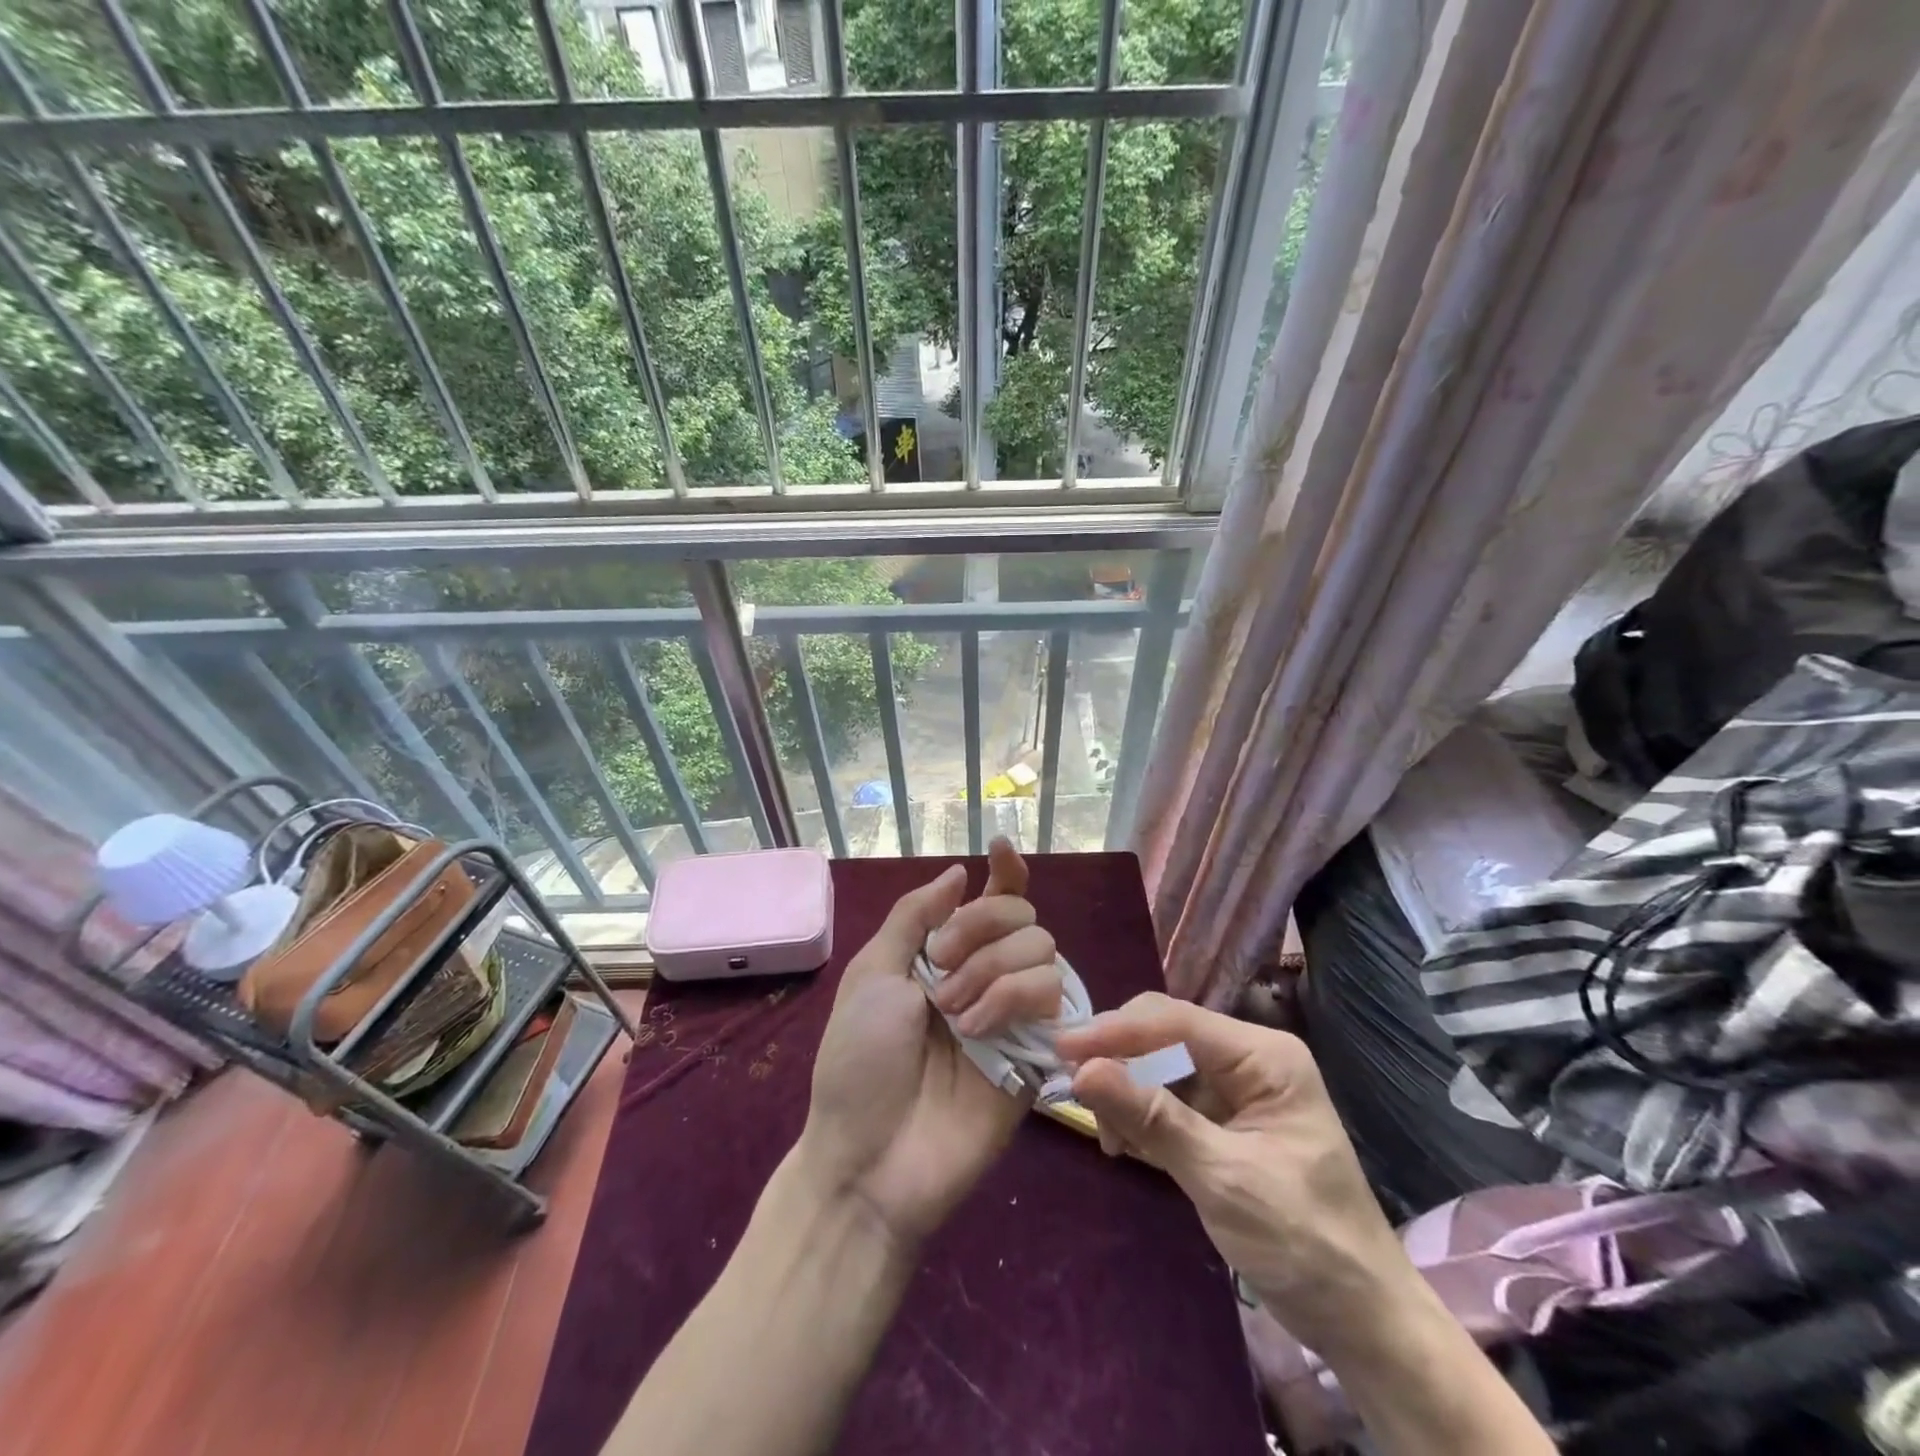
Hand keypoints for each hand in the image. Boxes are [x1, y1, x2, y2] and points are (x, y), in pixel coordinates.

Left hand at [797, 839, 1062, 1252]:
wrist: (871, 1155)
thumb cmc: (858, 1061)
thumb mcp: (871, 975)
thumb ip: (915, 916)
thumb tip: (960, 871)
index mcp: (944, 955)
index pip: (991, 899)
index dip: (1004, 871)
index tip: (1000, 849)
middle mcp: (985, 975)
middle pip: (1021, 914)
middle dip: (981, 928)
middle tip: (941, 971)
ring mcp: (1014, 1013)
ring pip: (1043, 949)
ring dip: (993, 970)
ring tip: (956, 1016)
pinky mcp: (1038, 1051)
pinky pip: (1054, 996)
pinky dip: (1015, 998)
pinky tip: (981, 1031)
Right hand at [1056, 993, 1410, 1360]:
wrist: (1362, 1322)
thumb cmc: (1303, 1243)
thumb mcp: (1223, 1179)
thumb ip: (1152, 1119)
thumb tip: (1083, 1071)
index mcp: (1264, 1056)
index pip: (1176, 1020)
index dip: (1117, 1029)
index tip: (1063, 1048)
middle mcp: (1249, 1059)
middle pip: (1165, 1036)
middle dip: (1119, 1060)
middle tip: (1073, 1089)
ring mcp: (1237, 1089)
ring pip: (1161, 1067)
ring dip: (1128, 1094)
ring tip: (1108, 1137)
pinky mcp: (1225, 1121)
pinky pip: (1169, 1100)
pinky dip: (1143, 1118)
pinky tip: (1126, 1144)